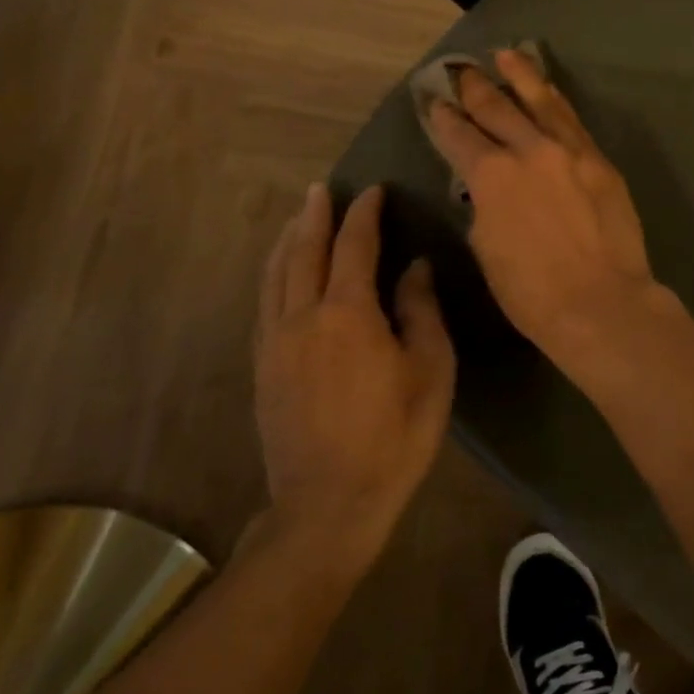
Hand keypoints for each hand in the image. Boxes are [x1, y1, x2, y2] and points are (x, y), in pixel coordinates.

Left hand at [254, 183, 454, 570]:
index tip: (373, 191)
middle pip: (304, 252)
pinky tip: (280, 274)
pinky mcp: (263, 368)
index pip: (354, 246)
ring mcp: (275, 343)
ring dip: (288, 240)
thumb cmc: (394, 435)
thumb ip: (420, 311)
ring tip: (297, 218)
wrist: (328, 504)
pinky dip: (273, 275)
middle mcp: (302, 317)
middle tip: (323, 189)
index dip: (364, 214)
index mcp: (347, 313)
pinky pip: (265, 303)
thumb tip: (415, 267)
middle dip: (316, 216)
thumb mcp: (430, 370)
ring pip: (276, 276)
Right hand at [426, 49, 663, 355]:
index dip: (444, 119)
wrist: (601, 302)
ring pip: (540, 101)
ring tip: (506, 54)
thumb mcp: (487, 248)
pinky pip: (572, 120)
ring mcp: (569, 150)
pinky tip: (549, 91)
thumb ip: (483, 207)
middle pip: (496, 109)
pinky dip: (556, 101)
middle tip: (462, 71)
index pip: (459, 137)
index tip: (435, 104)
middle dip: (475, 88)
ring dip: (520, 75)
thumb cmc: (531, 291)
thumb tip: (486, 190)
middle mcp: (528, 150)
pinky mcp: (599, 160)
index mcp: (491, 175)